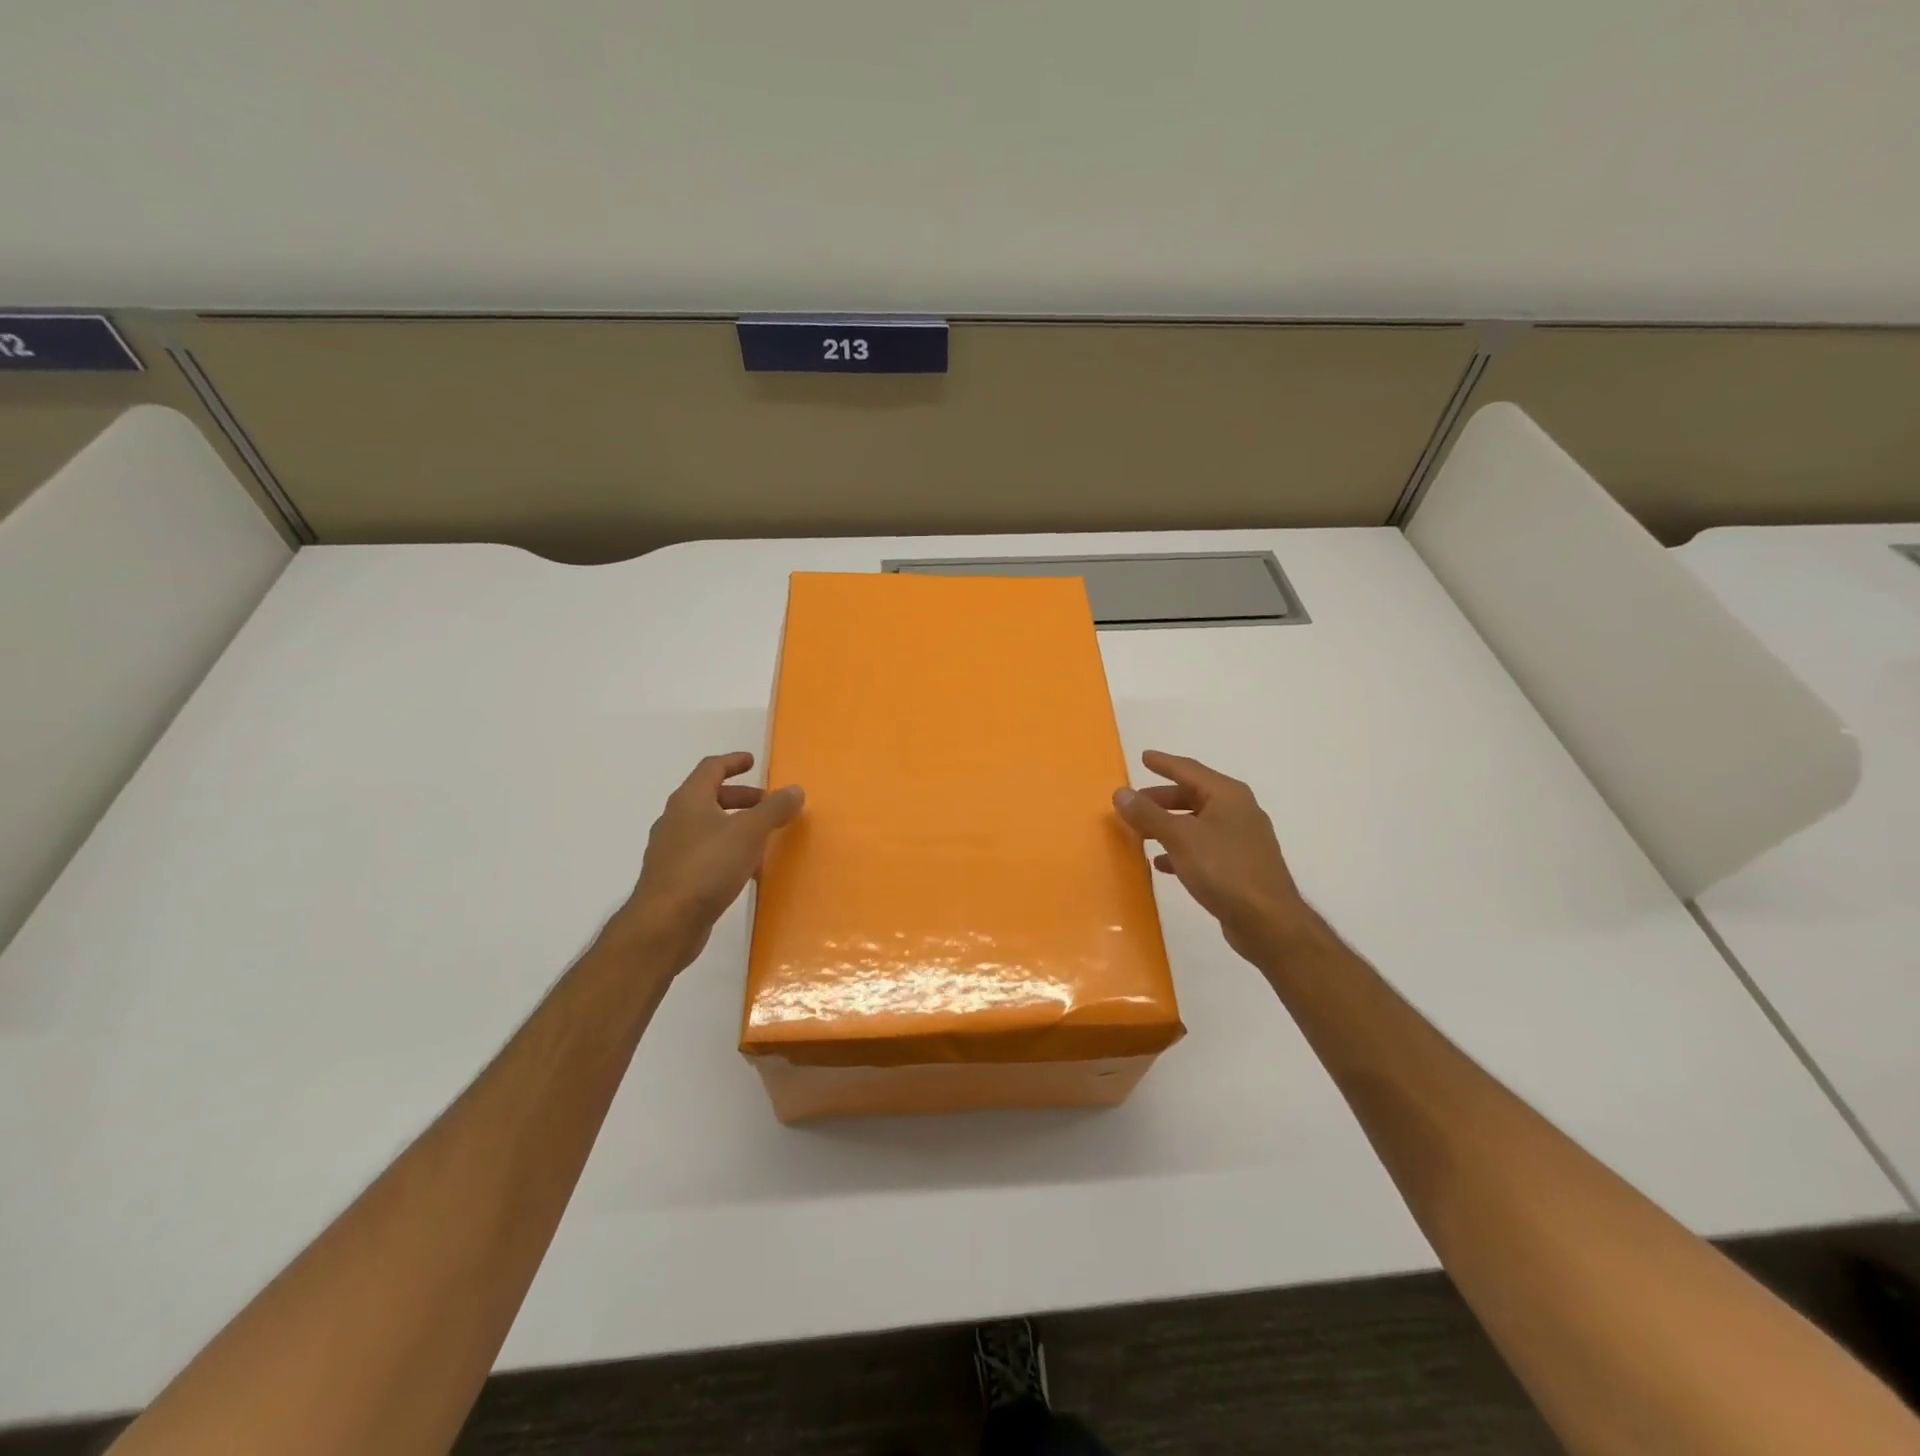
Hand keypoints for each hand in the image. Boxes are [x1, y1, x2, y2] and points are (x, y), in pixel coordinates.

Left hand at [604, 752, 803, 974]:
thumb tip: (794, 790)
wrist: (665, 924)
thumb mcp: (749, 833)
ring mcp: (671, 851)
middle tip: (767, 804)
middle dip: (740, 797)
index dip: (733, 762)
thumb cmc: (707, 867)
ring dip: (734, 825)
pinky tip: (745, 870)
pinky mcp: (674, 879)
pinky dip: (726, 851)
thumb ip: (774, 809)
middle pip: (709, 797)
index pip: (711, 769)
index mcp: (689, 801)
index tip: (753, 762)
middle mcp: (675, 820)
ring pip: (707, 827)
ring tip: (762, 837)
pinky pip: (704, 854)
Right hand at [1113, 750, 1318, 969]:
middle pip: (1192, 796)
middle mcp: (1237, 811)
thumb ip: (1148, 814)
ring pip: (1195, 823)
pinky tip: (1160, 863)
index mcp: (1227, 795)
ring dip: (1167, 825)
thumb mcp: (1180, 838)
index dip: (1164, 764)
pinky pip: (1202, 847)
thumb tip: (1120, 792)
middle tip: (1132, 803)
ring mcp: (1240, 839)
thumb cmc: (1224, 870)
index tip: (1143, 757)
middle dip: (1161, 799)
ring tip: (1139, 832)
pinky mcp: (1239, 866)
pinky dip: (1180, 849)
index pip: (1189, 769)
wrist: (1268, 922)